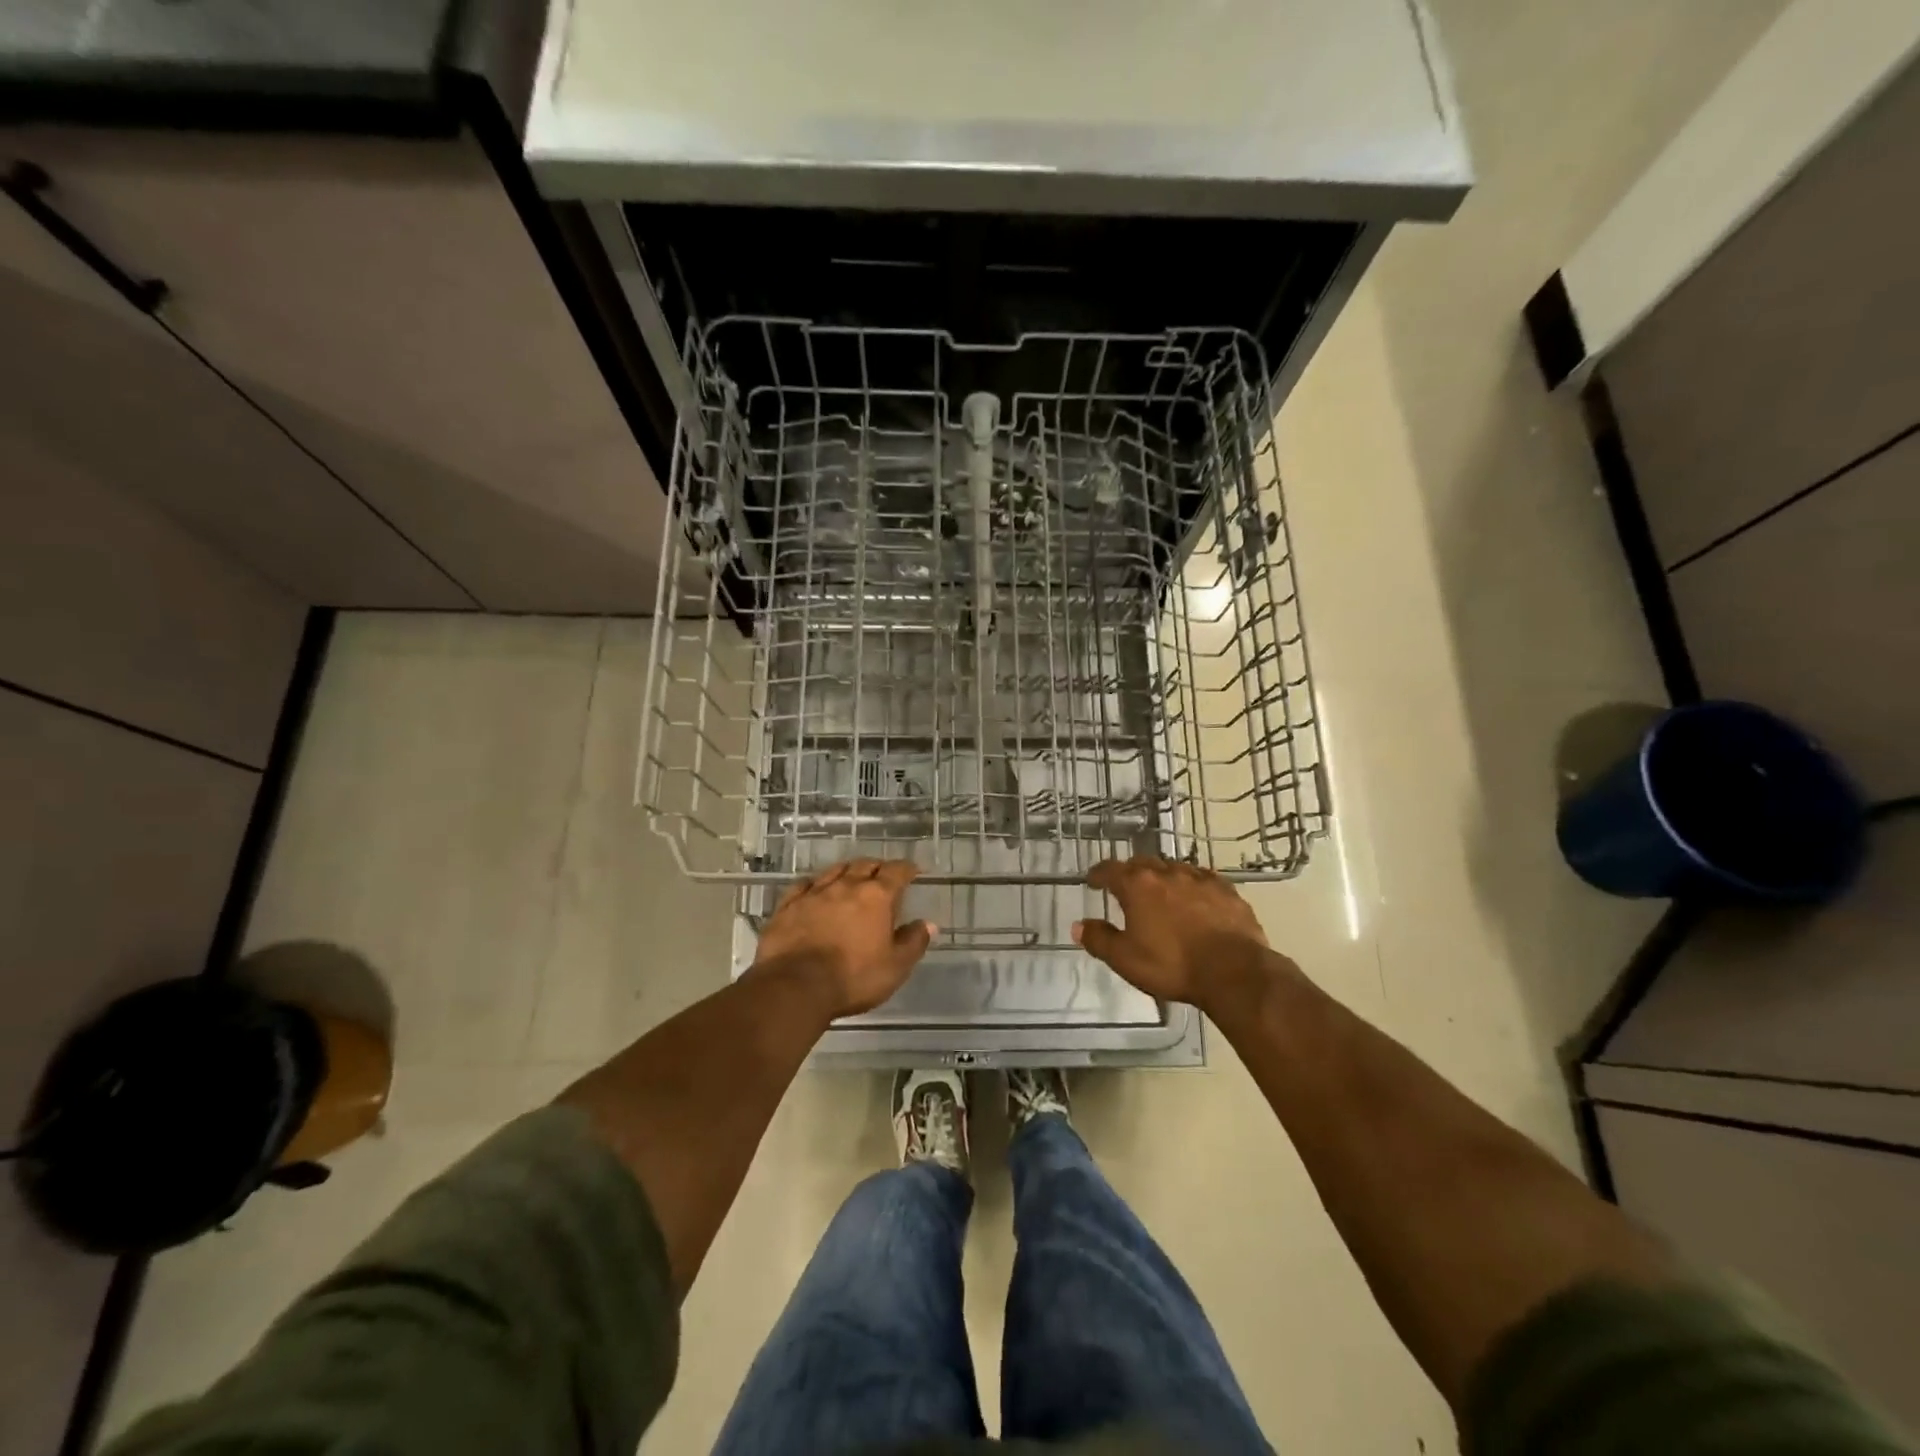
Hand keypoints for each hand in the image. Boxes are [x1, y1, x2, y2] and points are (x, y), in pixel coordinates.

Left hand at [750, 858, 934, 1017]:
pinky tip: (814, 889)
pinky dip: (814, 884)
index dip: (907, 869)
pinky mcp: (788, 906)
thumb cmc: (852, 978)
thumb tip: (928, 924)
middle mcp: (845, 886)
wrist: (795, 987)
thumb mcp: (895, 967)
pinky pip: (804, 885)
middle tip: (883, 874)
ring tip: (852, 876)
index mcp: (876, 897)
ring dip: (847, 871)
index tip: (913, 871)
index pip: (896, 872)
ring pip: (834, 870)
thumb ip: (913, 942)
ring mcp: (814, 893)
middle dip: (877, 867)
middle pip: (864, 865)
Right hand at [1073, 857, 1279, 1014]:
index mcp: (1138, 886)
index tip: (1093, 880)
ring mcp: (1200, 879)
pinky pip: (1203, 880)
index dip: (1098, 874)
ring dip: (1163, 877)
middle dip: (1131, 873)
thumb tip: (1078, 925)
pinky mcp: (1227, 890)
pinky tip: (1196, 899)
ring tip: (1161, 892)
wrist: (1234, 971)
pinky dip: (1192, 886)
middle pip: (1142, 864)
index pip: (1110, 870)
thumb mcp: (1126, 959)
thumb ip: (1099, 939)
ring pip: (1174, 869)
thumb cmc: (1172, 965)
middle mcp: (1168, 873)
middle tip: (1126, 887)